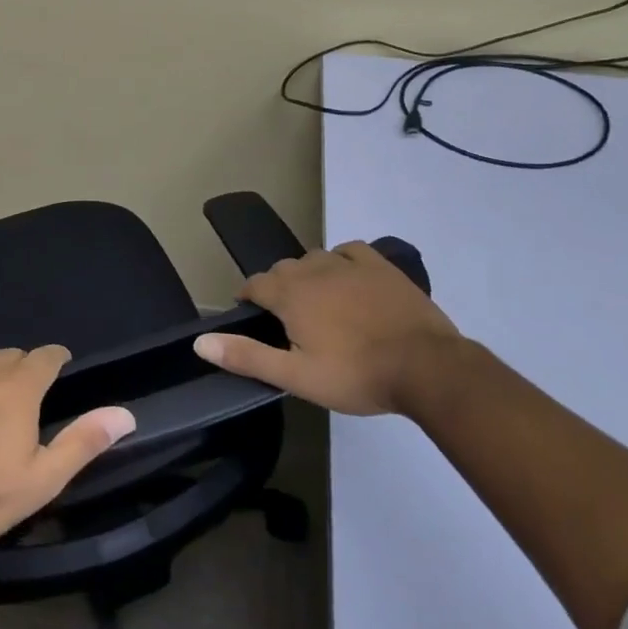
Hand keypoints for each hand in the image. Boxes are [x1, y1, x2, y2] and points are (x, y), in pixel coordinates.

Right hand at [194, 242, 461, 415]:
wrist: (428, 368)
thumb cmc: (356, 375)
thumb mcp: (296, 377)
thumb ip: (247, 356)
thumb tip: (199, 342)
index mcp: (289, 294)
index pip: (254, 285)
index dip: (248, 299)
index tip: (252, 317)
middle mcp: (312, 269)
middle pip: (282, 270)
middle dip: (277, 288)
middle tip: (288, 320)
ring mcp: (348, 264)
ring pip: (313, 259)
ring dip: (307, 275)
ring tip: (317, 302)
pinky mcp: (380, 265)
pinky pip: (348, 252)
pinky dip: (341, 261)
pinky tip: (348, 278)